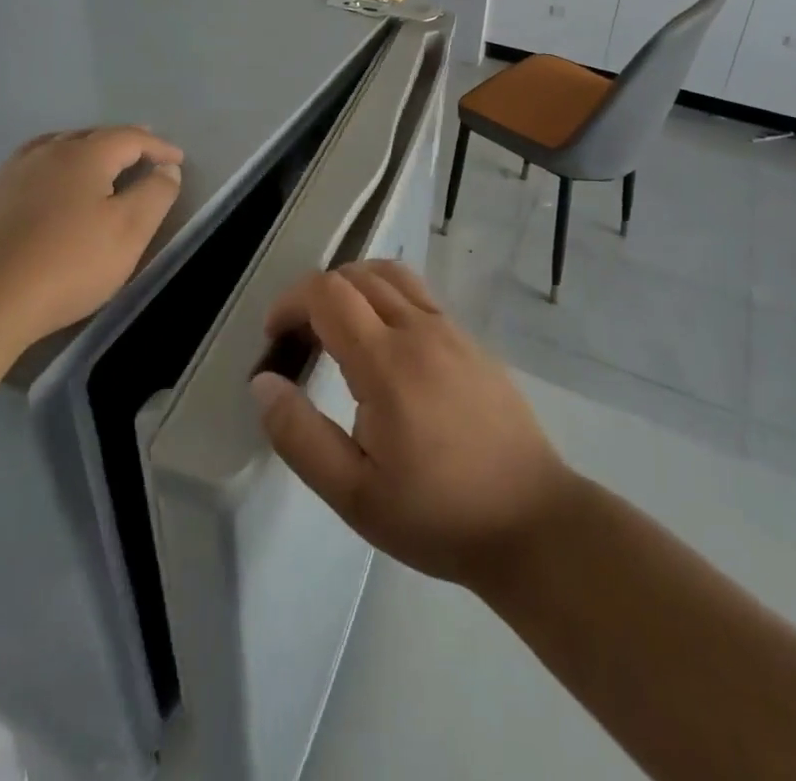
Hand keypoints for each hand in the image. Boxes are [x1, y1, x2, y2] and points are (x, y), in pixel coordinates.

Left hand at [0, 126, 183, 351]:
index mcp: (83, 155)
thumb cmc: (67, 264)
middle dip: (120, 142)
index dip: (158, 147)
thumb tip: (166, 168)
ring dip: (81, 151)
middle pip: (90, 136)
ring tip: (95, 162)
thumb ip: (155, 194)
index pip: (130, 137)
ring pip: (53, 149)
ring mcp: (6, 175)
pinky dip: (49, 173)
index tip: (177, 160)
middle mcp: (44, 153)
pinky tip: (46, 193)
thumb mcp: (129, 232)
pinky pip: (26, 173)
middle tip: (141, 151)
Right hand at [250, 261, 574, 587]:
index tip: (275, 339)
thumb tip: (263, 382)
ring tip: (339, 331)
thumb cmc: (438, 514)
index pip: (327, 292)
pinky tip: (386, 347)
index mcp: (386, 361)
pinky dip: (387, 298)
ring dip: (354, 287)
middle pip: (356, 274)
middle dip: (316, 295)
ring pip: (392, 275)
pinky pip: (419, 296)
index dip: (290, 302)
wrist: (532, 521)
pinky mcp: (471, 341)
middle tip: (302, 341)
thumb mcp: (354, 493)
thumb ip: (299, 435)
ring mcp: (451, 330)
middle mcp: (419, 329)